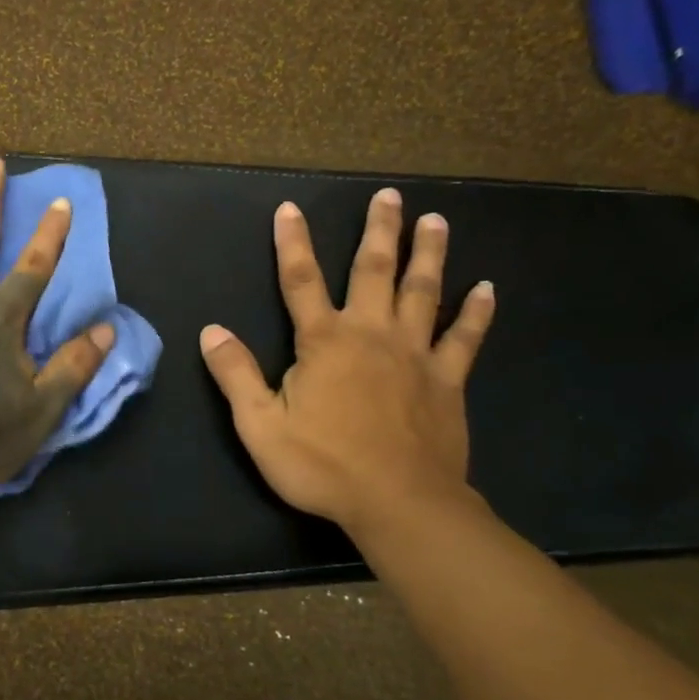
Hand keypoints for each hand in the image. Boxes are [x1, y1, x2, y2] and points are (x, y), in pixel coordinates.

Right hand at [199, 189, 494, 533]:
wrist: (399, 504)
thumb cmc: (322, 465)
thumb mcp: (260, 425)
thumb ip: (236, 374)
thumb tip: (211, 330)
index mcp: (324, 342)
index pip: (300, 281)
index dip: (293, 243)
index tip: (290, 208)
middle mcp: (371, 334)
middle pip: (374, 271)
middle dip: (378, 231)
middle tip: (390, 195)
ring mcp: (415, 355)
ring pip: (424, 292)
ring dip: (428, 254)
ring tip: (436, 220)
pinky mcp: (447, 381)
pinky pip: (464, 338)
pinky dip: (476, 313)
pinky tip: (487, 288)